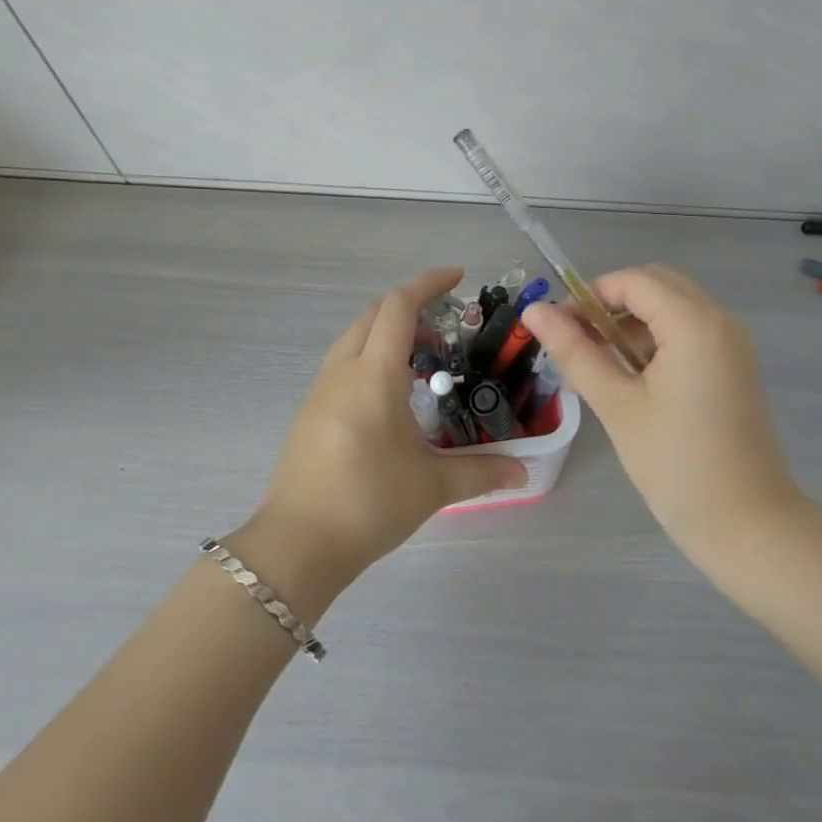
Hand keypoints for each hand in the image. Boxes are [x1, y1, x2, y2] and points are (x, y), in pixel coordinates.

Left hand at [245, 268, 527, 587]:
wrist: (297, 544)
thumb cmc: (369, 502)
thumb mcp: (433, 486)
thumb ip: (482, 471)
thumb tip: (524, 472)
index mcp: (374, 374)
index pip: (398, 306)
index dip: (428, 283)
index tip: (457, 277)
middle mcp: (343, 371)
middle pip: (373, 315)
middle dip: (408, 308)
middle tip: (444, 330)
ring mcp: (320, 391)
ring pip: (353, 339)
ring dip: (386, 334)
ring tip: (421, 363)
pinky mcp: (309, 414)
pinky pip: (342, 365)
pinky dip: (369, 358)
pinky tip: (390, 397)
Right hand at [524, 265, 801, 568]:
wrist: (749, 526)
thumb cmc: (677, 465)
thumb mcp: (617, 405)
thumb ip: (575, 351)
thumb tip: (534, 311)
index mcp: (695, 322)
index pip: (632, 281)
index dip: (588, 296)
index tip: (557, 330)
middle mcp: (720, 320)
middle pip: (655, 286)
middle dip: (609, 305)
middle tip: (576, 344)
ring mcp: (731, 344)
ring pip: (671, 309)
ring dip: (630, 324)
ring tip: (595, 366)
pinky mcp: (733, 368)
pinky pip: (687, 333)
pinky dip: (654, 342)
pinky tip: (628, 379)